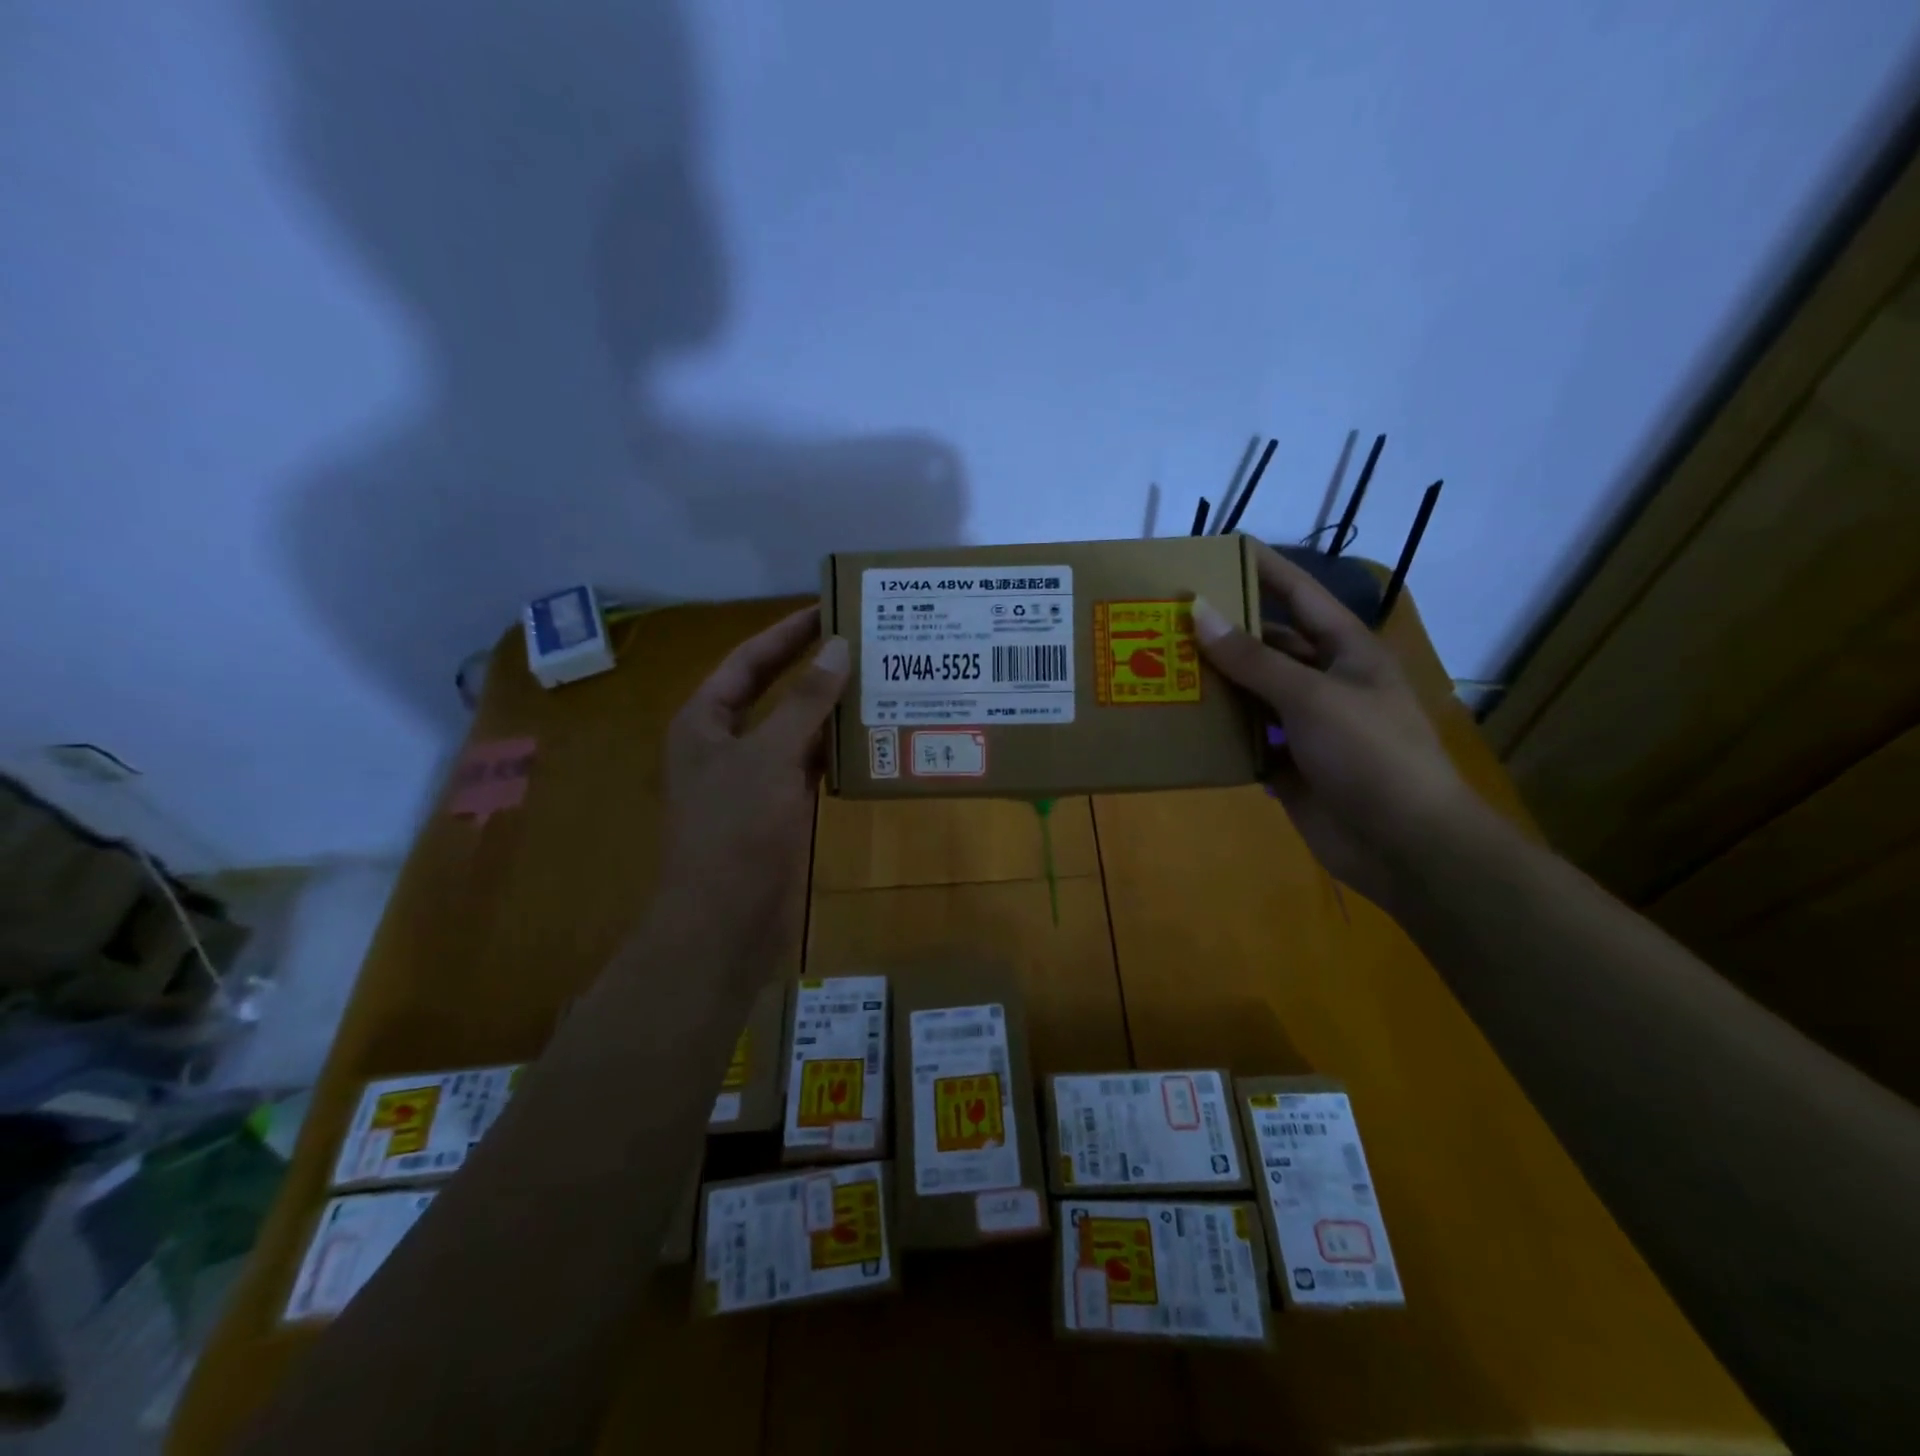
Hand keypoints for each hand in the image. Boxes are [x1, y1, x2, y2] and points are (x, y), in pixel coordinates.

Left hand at [656, 606, 849, 955]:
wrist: (726, 922)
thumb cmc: (735, 831)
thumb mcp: (768, 757)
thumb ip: (804, 702)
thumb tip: (838, 645)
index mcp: (705, 721)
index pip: (747, 661)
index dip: (785, 633)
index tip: (827, 608)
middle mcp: (727, 743)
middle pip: (773, 691)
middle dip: (813, 667)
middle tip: (862, 639)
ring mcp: (755, 778)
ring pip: (797, 729)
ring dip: (831, 708)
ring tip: (878, 679)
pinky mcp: (780, 808)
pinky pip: (811, 765)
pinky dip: (838, 749)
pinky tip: (873, 735)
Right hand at [1192, 541, 1483, 908]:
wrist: (1404, 844)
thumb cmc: (1370, 754)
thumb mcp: (1310, 696)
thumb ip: (1252, 658)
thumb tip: (1199, 612)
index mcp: (1346, 652)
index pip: (1301, 595)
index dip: (1265, 569)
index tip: (1221, 549)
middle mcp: (1325, 682)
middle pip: (1269, 646)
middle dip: (1225, 634)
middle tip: (1169, 619)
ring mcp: (1307, 726)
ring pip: (1252, 695)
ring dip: (1214, 686)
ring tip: (1161, 668)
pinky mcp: (1290, 765)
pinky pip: (1246, 740)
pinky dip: (1218, 735)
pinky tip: (1180, 725)